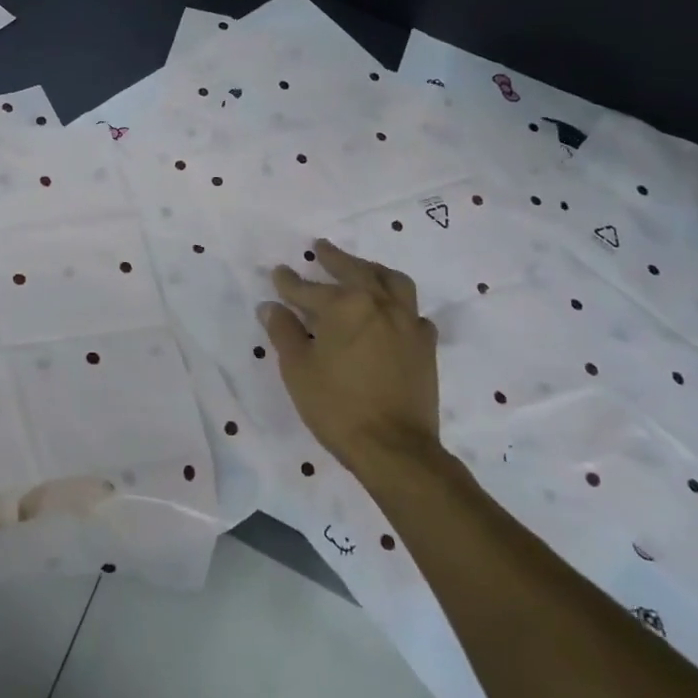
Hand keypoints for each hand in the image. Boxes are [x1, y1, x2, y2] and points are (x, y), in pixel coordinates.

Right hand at [260, 238, 439, 469]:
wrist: (394, 448)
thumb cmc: (337, 406)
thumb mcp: (297, 368)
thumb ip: (283, 331)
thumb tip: (271, 307)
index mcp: (345, 305)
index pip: (308, 288)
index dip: (289, 281)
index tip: (278, 272)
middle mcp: (379, 304)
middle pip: (355, 271)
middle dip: (334, 259)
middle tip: (322, 248)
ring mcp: (407, 323)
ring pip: (393, 282)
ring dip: (373, 270)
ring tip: (362, 268)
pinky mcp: (425, 345)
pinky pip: (413, 312)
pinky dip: (399, 305)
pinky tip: (392, 313)